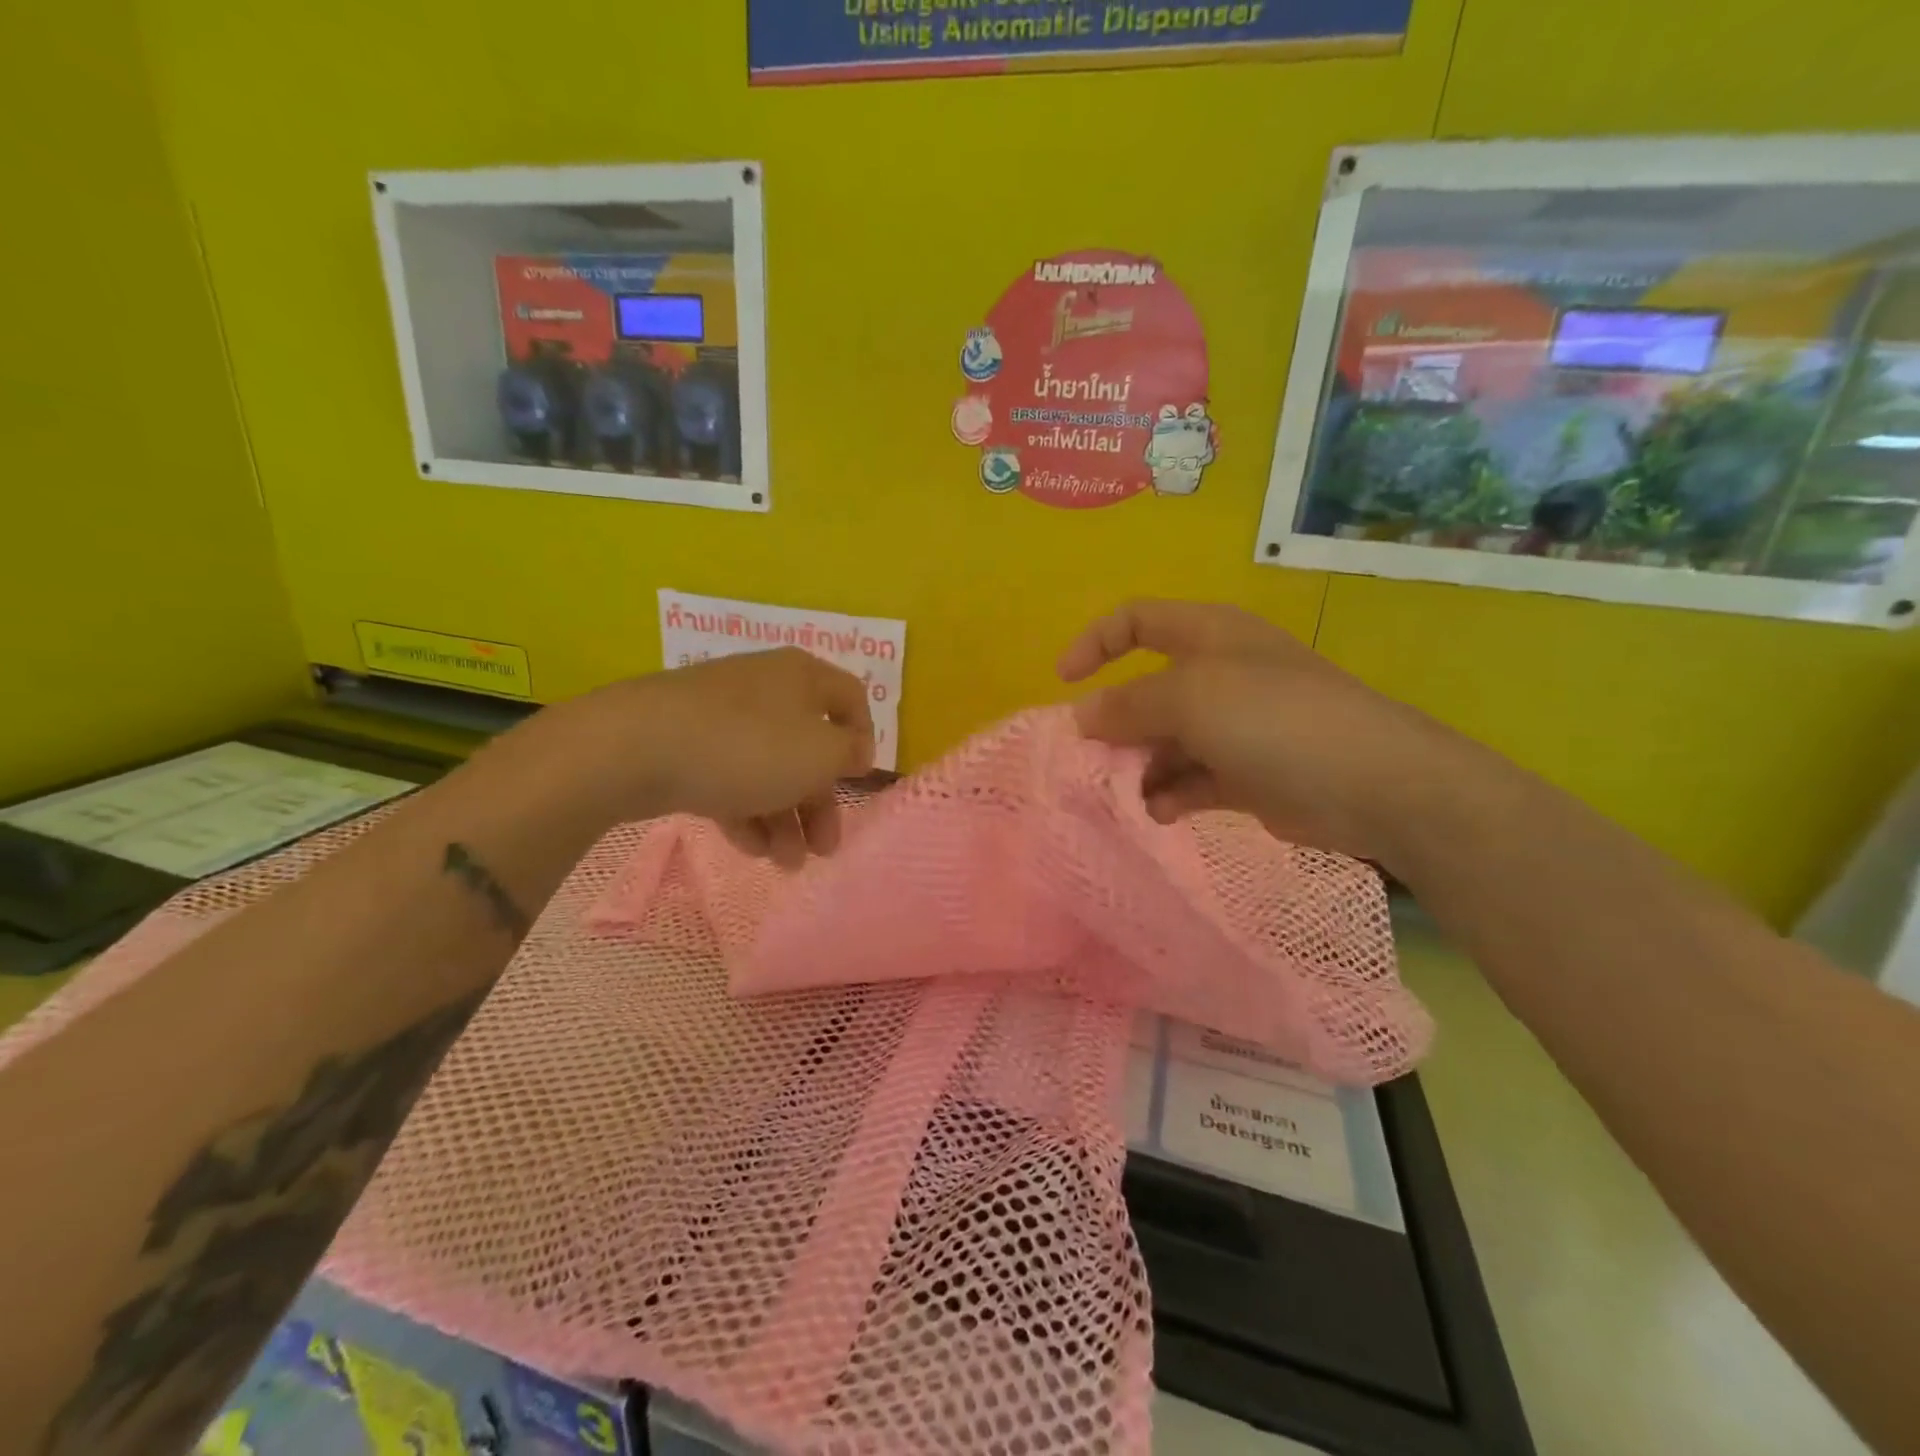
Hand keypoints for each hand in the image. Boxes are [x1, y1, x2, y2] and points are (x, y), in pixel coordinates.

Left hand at [541, 648, 874, 867]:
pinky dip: (745, 810)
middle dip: (819, 802)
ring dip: (785, 818)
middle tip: (825, 848)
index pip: (851, 698)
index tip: (858, 781)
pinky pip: (729, 776)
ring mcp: (721, 715)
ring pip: (768, 768)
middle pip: (808, 745)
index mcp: (802, 677)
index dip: (863, 739)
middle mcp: (765, 688)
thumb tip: (854, 750)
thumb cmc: (748, 746)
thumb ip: (847, 754)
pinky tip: (750, 849)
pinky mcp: (685, 743)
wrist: (634, 747)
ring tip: (786, 864)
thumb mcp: (819, 754)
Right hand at [1058, 599, 1482, 869]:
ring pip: (1164, 741)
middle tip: (1087, 759)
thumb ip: (1128, 705)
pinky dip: (1169, 794)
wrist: (1374, 784)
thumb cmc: (1276, 719)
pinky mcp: (1246, 775)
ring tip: (1123, 793)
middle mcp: (1218, 675)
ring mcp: (1234, 727)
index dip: (1095, 643)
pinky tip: (1159, 812)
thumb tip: (1082, 716)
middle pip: (1146, 691)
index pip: (1137, 620)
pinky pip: (1191, 780)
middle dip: (1113, 723)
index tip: (1064, 683)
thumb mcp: (1191, 698)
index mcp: (1208, 636)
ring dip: (1138, 766)